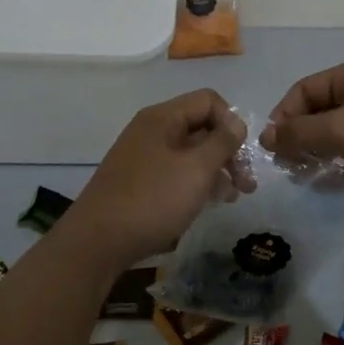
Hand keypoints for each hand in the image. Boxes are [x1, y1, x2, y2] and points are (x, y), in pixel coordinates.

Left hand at [67, 90, 248, 268]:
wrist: (97, 243)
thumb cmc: (152, 200)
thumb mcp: (196, 169)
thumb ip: (222, 142)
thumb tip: (237, 123)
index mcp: (163, 117)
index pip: (208, 101)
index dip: (231, 122)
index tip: (242, 154)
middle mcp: (152, 130)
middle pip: (200, 127)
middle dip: (228, 151)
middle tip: (246, 183)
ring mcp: (143, 157)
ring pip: (190, 153)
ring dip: (215, 170)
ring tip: (232, 197)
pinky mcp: (139, 182)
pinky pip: (176, 172)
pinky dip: (195, 183)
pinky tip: (208, 204)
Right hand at [261, 59, 343, 202]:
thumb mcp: (340, 131)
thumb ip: (300, 133)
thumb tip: (266, 135)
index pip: (303, 90)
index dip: (284, 116)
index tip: (273, 147)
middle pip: (319, 110)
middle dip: (300, 138)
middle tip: (289, 167)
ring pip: (336, 130)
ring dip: (318, 152)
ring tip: (307, 177)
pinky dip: (341, 160)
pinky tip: (333, 183)